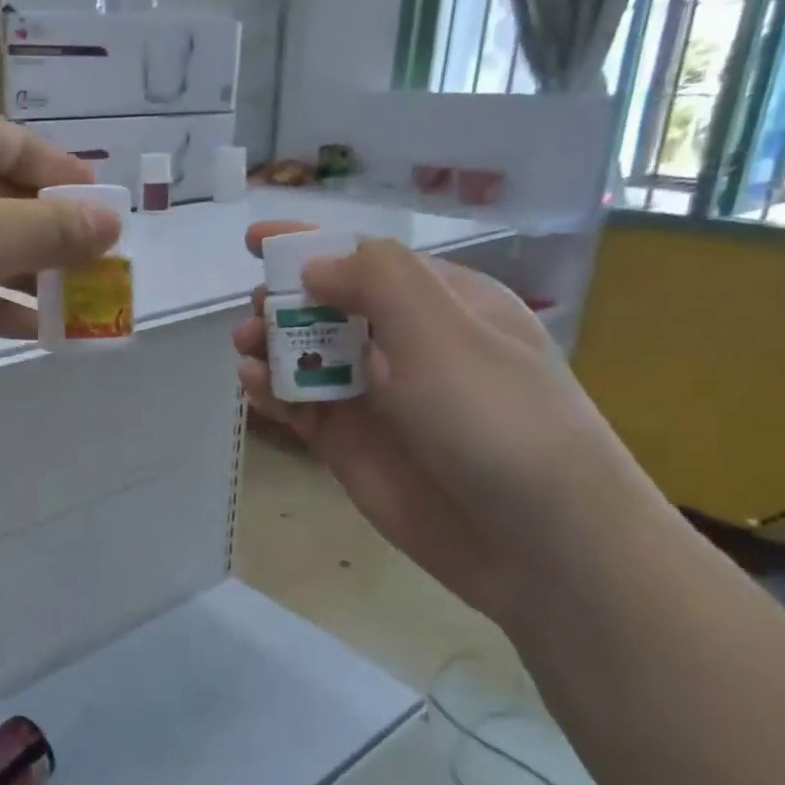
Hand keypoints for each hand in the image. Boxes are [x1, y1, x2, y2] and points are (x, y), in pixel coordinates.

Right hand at [233, 223, 656, 629]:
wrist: (537, 542)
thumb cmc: (497, 418)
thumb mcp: (443, 331)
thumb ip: (377, 281)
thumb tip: (316, 267)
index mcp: (442, 304)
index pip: (366, 261)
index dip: (310, 246)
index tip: (255, 241)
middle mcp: (406, 345)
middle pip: (329, 308)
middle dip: (286, 301)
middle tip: (256, 311)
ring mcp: (375, 398)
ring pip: (308, 358)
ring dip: (272, 346)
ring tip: (246, 348)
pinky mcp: (350, 445)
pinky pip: (301, 407)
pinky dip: (273, 392)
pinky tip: (253, 385)